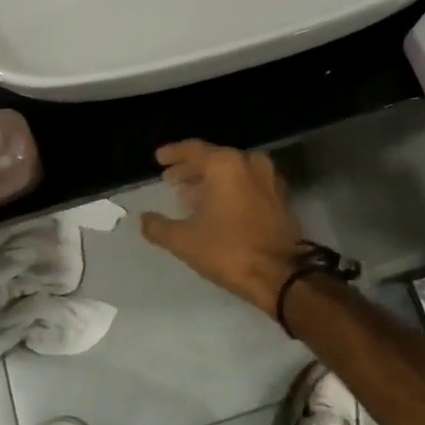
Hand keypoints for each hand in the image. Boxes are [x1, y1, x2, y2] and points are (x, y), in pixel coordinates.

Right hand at [139, 140, 304, 316]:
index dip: (173, 154)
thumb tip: (143, 219)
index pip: (193, 149)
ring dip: (210, 180)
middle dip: (190, 169)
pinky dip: (230, 189)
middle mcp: (248, 163)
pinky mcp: (280, 197)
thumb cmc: (229, 250)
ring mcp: (268, 179)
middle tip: (171, 180)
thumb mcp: (185, 241)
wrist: (281, 274)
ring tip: (190, 197)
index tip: (158, 159)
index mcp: (225, 164)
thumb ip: (158, 227)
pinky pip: (247, 183)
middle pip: (213, 158)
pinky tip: (217, 208)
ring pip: (232, 171)